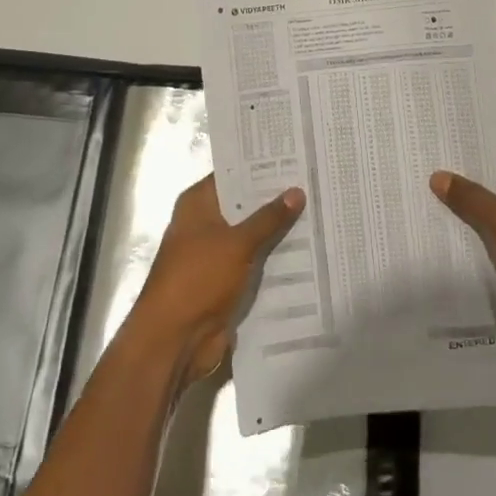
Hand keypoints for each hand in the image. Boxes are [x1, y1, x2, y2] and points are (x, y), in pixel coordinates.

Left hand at [128, 175, 304, 385]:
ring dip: (279, 230)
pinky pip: (255, 261)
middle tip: (315, 182)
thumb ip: (268, 218)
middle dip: (276, 198)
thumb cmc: (198, 279)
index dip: (261, 166)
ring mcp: (215, 254)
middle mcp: (205, 224)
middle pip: (244, 204)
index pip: (233, 174)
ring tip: (320, 211)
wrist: (175, 339)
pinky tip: (309, 249)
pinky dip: (275, 258)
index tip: (296, 156)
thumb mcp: (237, 243)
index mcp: (198, 204)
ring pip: (253, 234)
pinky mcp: (226, 280)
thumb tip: (297, 191)